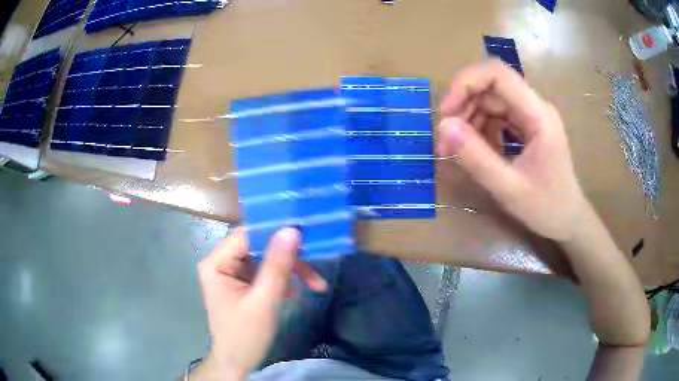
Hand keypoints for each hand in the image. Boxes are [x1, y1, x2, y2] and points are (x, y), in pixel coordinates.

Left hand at [197, 227, 326, 378]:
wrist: (238, 363)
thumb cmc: (246, 336)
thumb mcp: (264, 301)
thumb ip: (277, 266)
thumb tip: (292, 230)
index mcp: (216, 263)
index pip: (246, 235)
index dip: (274, 232)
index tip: (305, 234)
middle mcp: (221, 262)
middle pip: (258, 246)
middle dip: (288, 258)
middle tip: (315, 265)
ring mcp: (232, 272)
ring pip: (266, 258)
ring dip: (290, 271)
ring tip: (314, 284)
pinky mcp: (242, 282)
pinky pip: (266, 271)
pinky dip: (283, 280)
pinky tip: (296, 292)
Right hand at [438, 60, 586, 241]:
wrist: (569, 220)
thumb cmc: (546, 208)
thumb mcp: (509, 189)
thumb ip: (477, 158)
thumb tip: (443, 127)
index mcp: (538, 115)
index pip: (498, 74)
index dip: (466, 83)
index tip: (446, 113)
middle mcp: (535, 107)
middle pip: (491, 87)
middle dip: (463, 106)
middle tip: (445, 139)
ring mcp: (532, 116)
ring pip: (491, 101)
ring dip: (469, 120)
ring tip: (456, 150)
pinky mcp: (528, 126)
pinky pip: (497, 117)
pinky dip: (481, 130)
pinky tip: (478, 151)